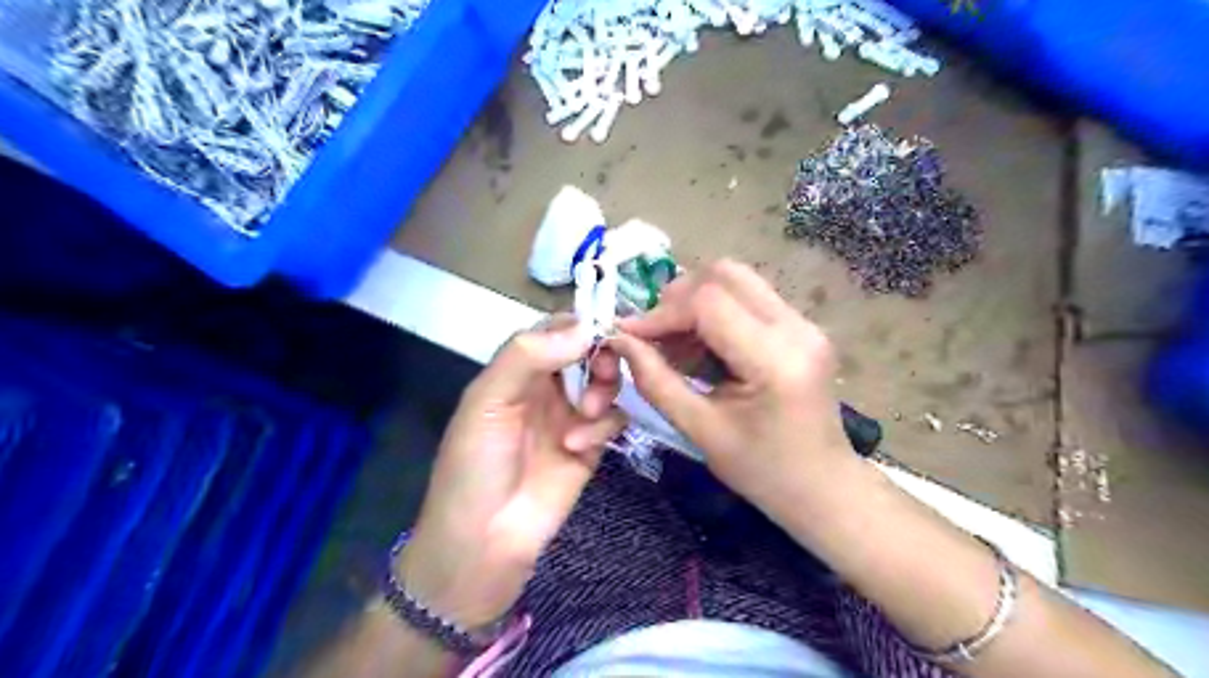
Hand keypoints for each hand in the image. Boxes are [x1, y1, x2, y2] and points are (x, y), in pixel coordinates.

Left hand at [400, 319, 621, 629]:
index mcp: (517, 370)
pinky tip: (578, 446)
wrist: (483, 541)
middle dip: (600, 356)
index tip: (605, 325)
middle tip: (600, 370)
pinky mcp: (590, 446)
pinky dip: (603, 426)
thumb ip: (528, 356)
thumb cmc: (475, 464)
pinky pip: (613, 420)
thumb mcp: (488, 401)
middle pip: (589, 352)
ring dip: (602, 390)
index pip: (555, 329)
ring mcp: (571, 417)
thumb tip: (585, 327)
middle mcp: (547, 387)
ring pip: (606, 382)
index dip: (580, 323)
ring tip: (586, 413)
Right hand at [611, 259, 853, 509]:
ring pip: (736, 280)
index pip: (708, 303)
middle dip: (678, 298)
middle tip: (654, 335)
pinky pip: (747, 298)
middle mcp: (796, 328)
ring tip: (673, 343)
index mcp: (775, 360)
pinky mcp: (800, 326)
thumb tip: (619, 340)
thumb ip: (656, 381)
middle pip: (725, 274)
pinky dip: (713, 313)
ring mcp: (803, 323)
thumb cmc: (761, 471)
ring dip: (695, 302)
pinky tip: (699, 347)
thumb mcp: (700, 431)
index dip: (661, 313)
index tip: (629, 335)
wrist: (823, 487)